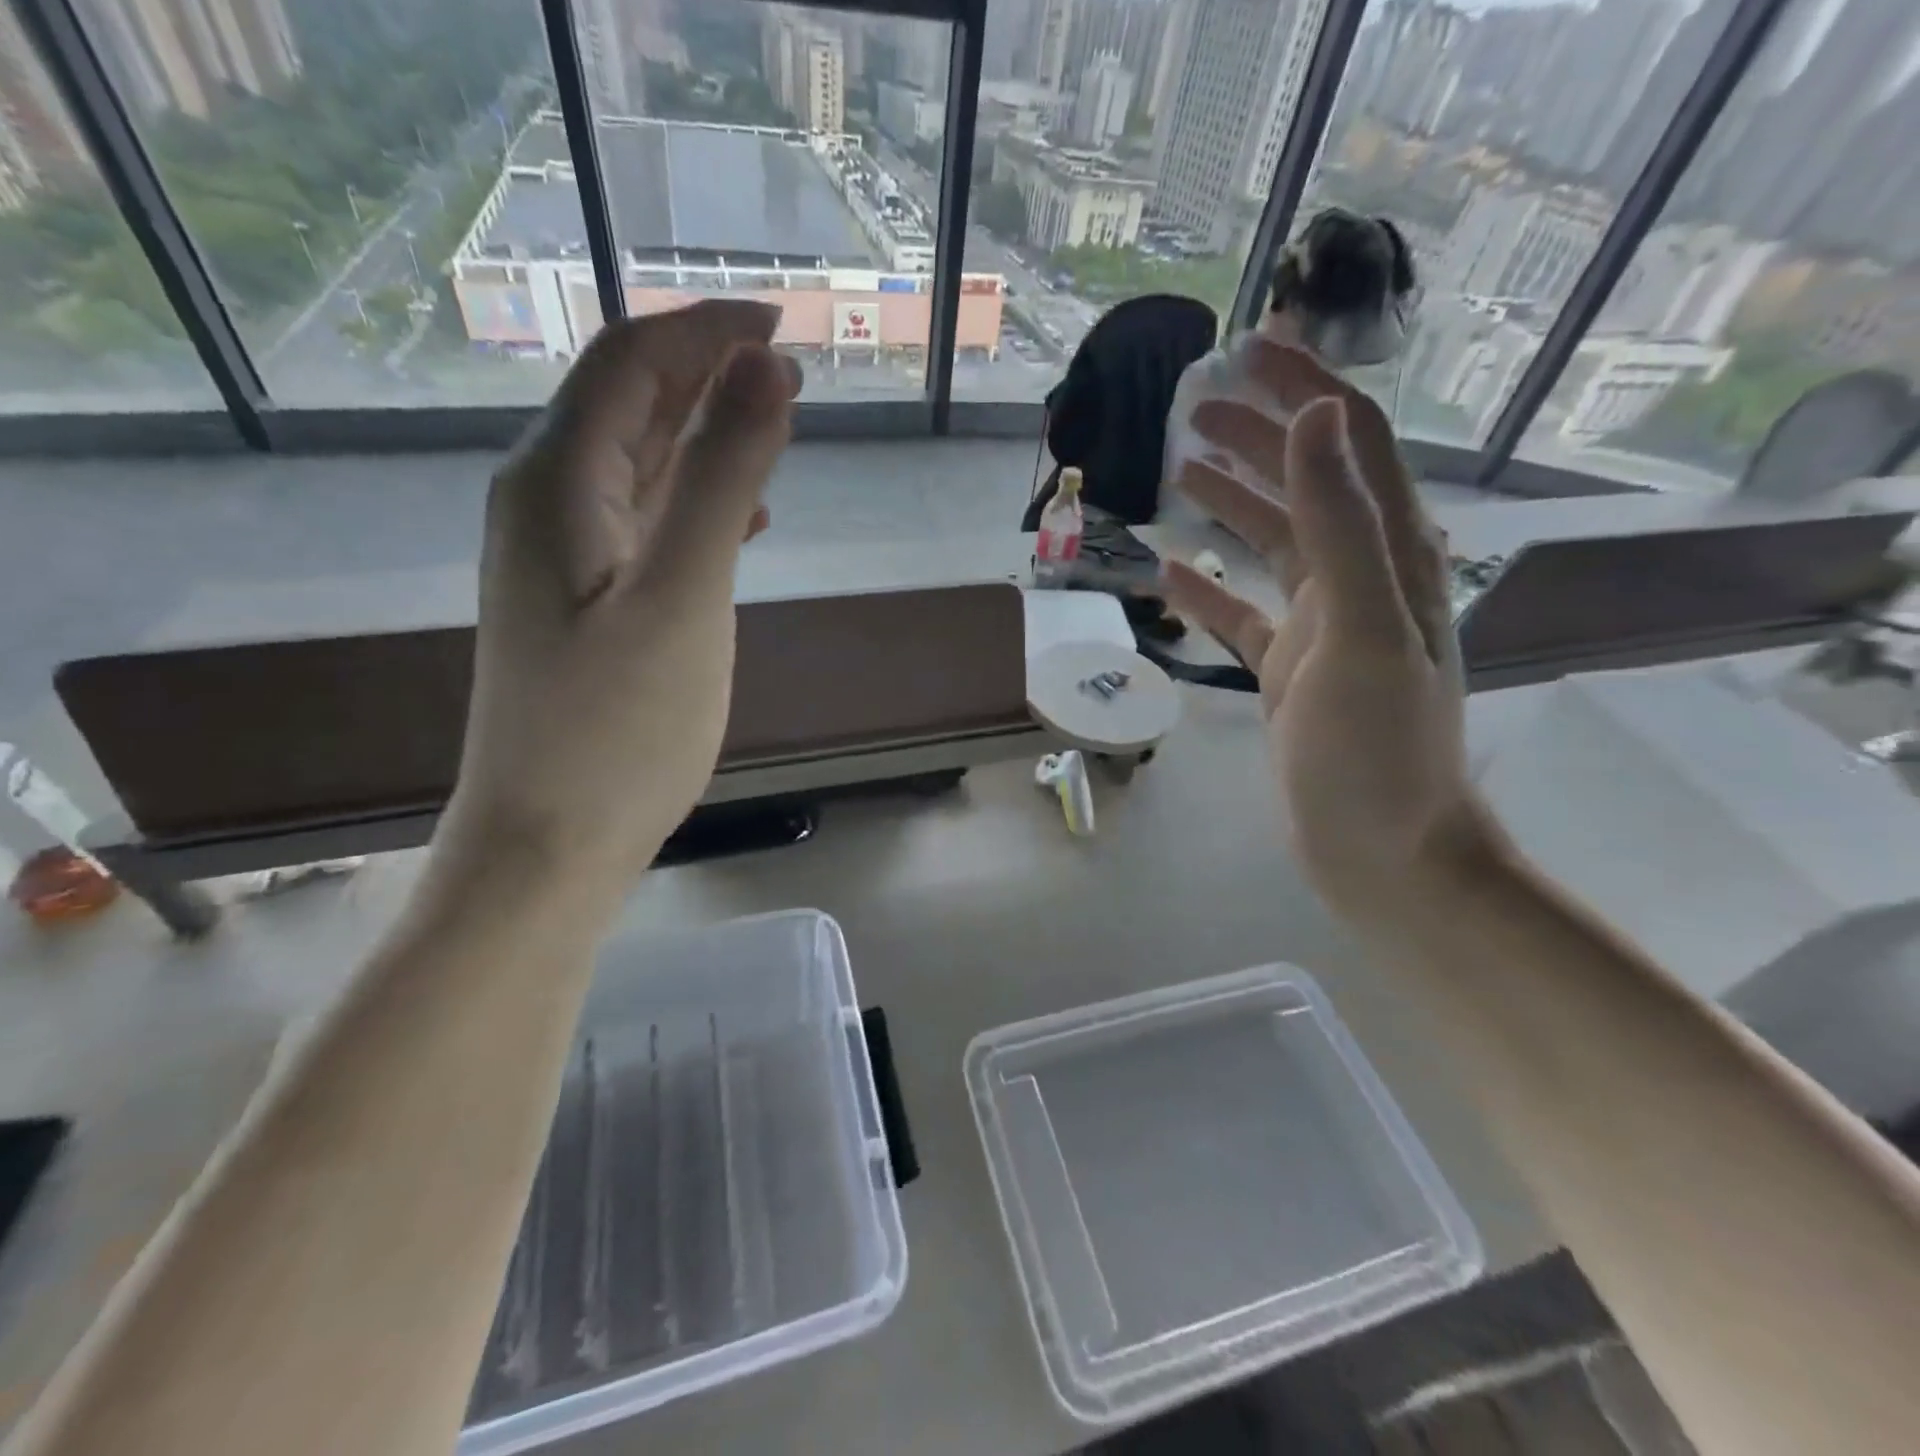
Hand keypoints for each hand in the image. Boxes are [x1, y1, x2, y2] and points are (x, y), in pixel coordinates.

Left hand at [437, 300, 799, 905]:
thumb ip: (724, 478)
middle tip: (792, 372)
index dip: (707, 329)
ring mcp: (561, 555)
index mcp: (559, 483)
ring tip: (776, 428)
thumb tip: (767, 370)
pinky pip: (641, 518)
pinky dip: (694, 499)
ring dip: (705, 432)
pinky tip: (742, 520)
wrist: (551, 840)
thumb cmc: (619, 727)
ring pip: (638, 461)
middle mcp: (547, 502)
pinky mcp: (583, 600)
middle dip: (708, 372)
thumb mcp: (683, 595)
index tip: (786, 327)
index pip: (632, 362)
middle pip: (629, 403)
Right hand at [1159, 343, 1489, 910]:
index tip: (1255, 346)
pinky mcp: (1288, 671)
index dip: (1308, 390)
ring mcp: (1321, 628)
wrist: (1382, 850)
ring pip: (1272, 545)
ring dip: (1231, 501)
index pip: (1352, 445)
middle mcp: (1359, 580)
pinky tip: (1170, 572)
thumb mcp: (1360, 631)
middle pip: (1306, 485)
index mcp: (1390, 557)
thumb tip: (1315, 420)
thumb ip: (1340, 525)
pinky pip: (1243, 614)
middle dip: (1258, 436)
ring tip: (1179, 468)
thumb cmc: (1375, 748)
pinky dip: (1208, 588)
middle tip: (1194, 406)